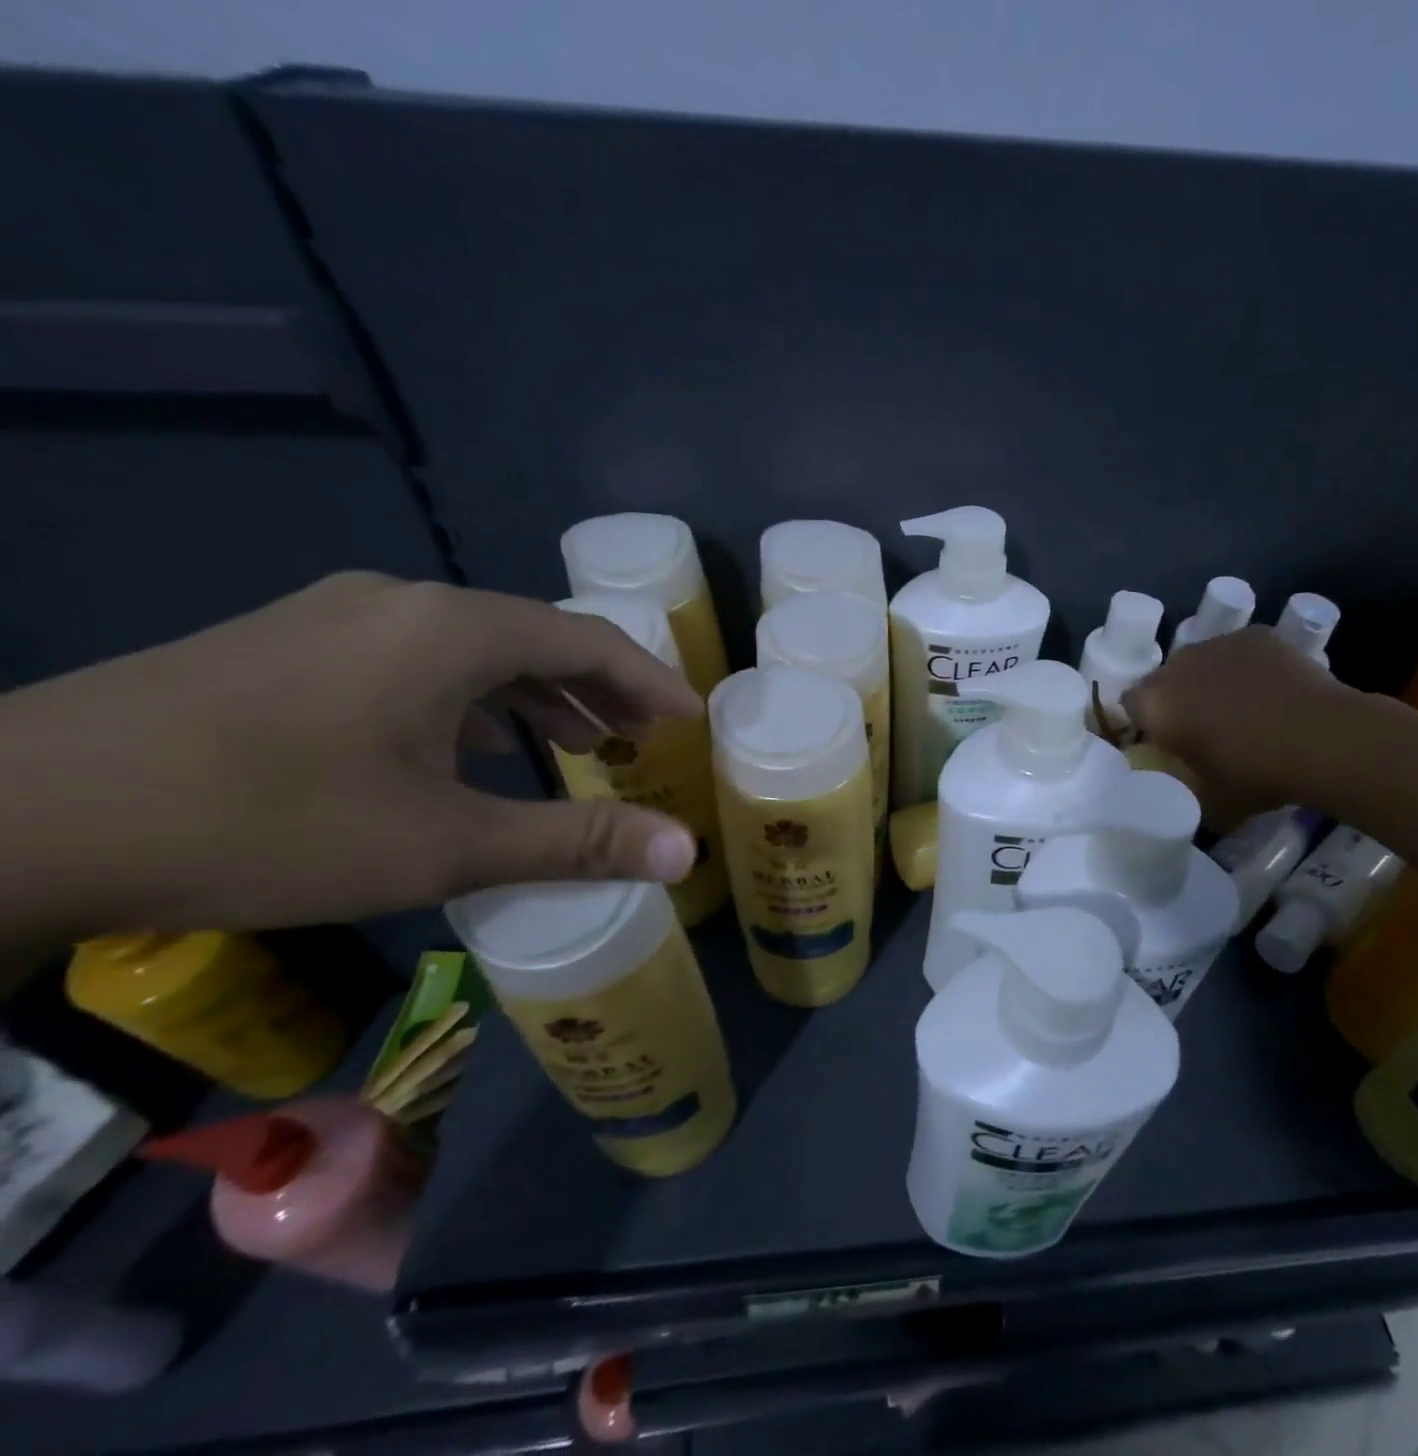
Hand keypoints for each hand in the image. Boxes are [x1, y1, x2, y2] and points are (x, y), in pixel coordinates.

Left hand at [0, 573, 704, 944]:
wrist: (14, 814)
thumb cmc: (269, 821)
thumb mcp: (445, 845)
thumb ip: (576, 840)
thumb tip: (685, 852)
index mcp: (453, 629)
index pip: (590, 640)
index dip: (653, 681)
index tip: (692, 720)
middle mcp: (404, 602)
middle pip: (536, 636)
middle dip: (602, 688)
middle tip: (644, 738)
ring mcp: (338, 615)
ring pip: (475, 646)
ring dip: (539, 693)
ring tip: (579, 742)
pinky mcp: (289, 643)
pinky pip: (420, 658)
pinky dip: (475, 696)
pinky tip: (472, 745)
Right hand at [1122, 627, 1362, 824]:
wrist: (1322, 739)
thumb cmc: (1256, 774)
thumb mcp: (1208, 801)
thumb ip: (1184, 789)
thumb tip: (1182, 790)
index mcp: (1156, 705)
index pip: (1129, 706)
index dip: (1145, 723)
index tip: (1164, 741)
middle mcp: (1177, 666)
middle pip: (1163, 680)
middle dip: (1176, 699)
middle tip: (1202, 727)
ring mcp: (1217, 644)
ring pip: (1200, 662)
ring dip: (1208, 681)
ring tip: (1240, 707)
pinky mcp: (1255, 635)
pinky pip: (1237, 651)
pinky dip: (1245, 668)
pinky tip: (1269, 690)